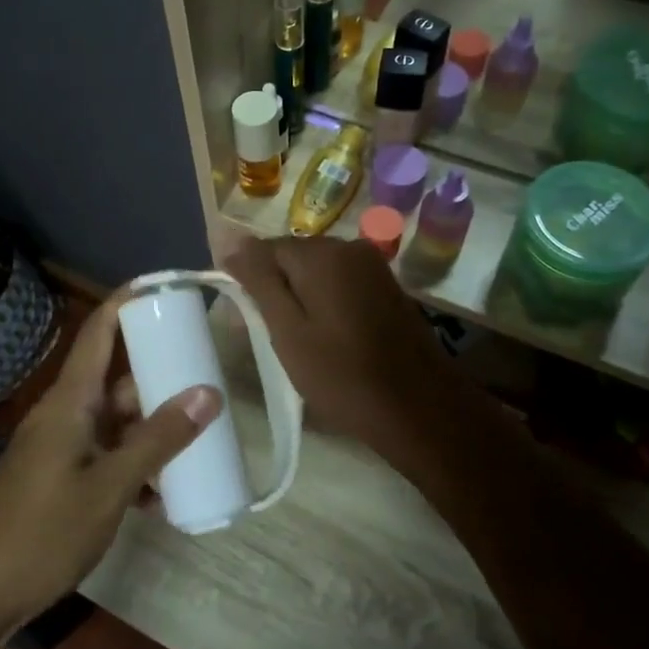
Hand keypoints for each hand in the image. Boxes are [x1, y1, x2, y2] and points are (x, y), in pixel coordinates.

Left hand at [0, 296, 222, 638]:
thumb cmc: (40, 532)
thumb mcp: (108, 487)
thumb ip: (158, 440)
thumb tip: (208, 392)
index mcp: (70, 401)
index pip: (101, 331)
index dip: (131, 302)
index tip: (170, 288)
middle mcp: (65, 415)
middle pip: (118, 379)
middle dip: (161, 379)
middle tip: (210, 381)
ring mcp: (60, 450)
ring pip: (116, 424)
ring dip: (152, 432)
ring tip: (200, 442)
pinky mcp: (58, 481)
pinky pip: (105, 458)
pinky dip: (134, 469)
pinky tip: (163, 498)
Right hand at [224, 236, 478, 461]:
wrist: (419, 408)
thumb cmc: (342, 375)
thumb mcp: (287, 330)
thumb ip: (259, 281)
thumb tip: (229, 239)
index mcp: (321, 253)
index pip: (263, 249)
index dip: (246, 280)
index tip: (241, 317)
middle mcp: (349, 247)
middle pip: (292, 256)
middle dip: (273, 286)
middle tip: (264, 333)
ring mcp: (373, 265)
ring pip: (316, 270)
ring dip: (298, 295)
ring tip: (291, 338)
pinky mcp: (386, 286)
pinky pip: (340, 282)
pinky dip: (323, 301)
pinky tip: (323, 334)